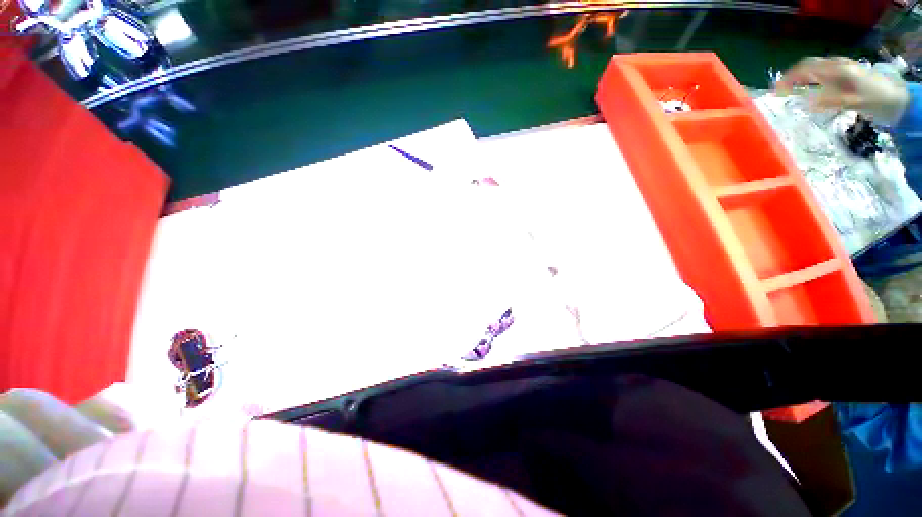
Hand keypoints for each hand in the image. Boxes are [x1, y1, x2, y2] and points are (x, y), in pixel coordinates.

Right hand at [775, 57, 909, 123]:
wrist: (897, 97)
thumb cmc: (876, 100)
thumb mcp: (854, 102)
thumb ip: (831, 101)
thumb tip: (806, 103)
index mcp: (838, 70)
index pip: (807, 68)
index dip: (790, 78)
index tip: (776, 91)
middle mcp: (837, 64)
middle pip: (809, 64)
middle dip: (792, 75)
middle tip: (780, 91)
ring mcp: (842, 67)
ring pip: (815, 66)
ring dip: (801, 76)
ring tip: (790, 89)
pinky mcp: (845, 72)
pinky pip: (823, 70)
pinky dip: (811, 77)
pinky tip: (809, 88)